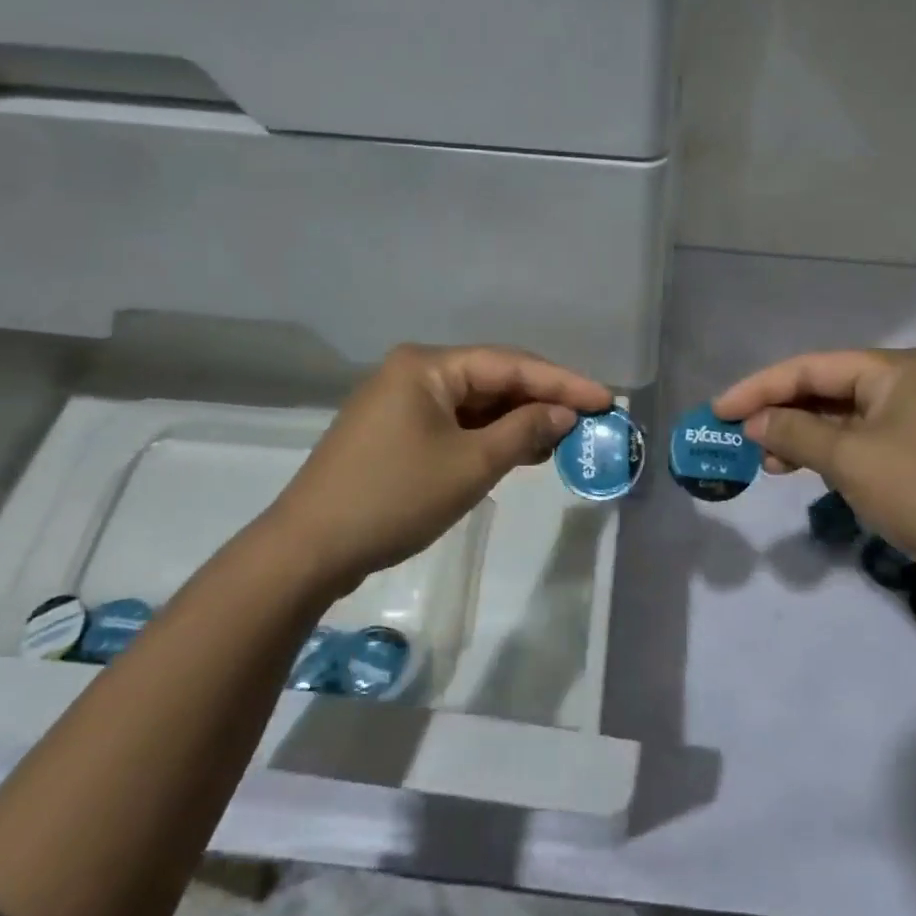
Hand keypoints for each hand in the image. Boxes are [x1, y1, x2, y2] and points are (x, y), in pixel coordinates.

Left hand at [265, 344, 612, 595]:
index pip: (510, 365)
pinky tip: (519, 451)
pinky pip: (455, 423)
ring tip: (562, 439)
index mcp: (428, 366)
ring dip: (516, 420)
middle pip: (493, 379)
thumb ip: (524, 431)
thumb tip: (564, 414)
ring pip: (475, 403)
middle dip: (541, 400)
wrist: (309, 549)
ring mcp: (401, 402)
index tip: (606, 400)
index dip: (563, 382)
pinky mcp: (395, 432)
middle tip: (589, 419)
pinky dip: (488, 436)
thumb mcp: (470, 465)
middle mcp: (414, 372)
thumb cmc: (395, 498)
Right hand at [714, 349, 915, 627]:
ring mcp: (912, 421)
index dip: (759, 387)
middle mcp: (904, 385)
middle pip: (824, 389)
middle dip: (778, 412)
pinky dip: (825, 454)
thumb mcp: (850, 459)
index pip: (810, 367)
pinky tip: (799, 470)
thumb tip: (753, 422)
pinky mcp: (915, 455)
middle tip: (737, 436)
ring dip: (798, 436)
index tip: (718, 410)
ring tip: (764, 461)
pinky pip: (857, 443)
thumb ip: (794, 433)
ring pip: (838, 418)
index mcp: (894, 369)